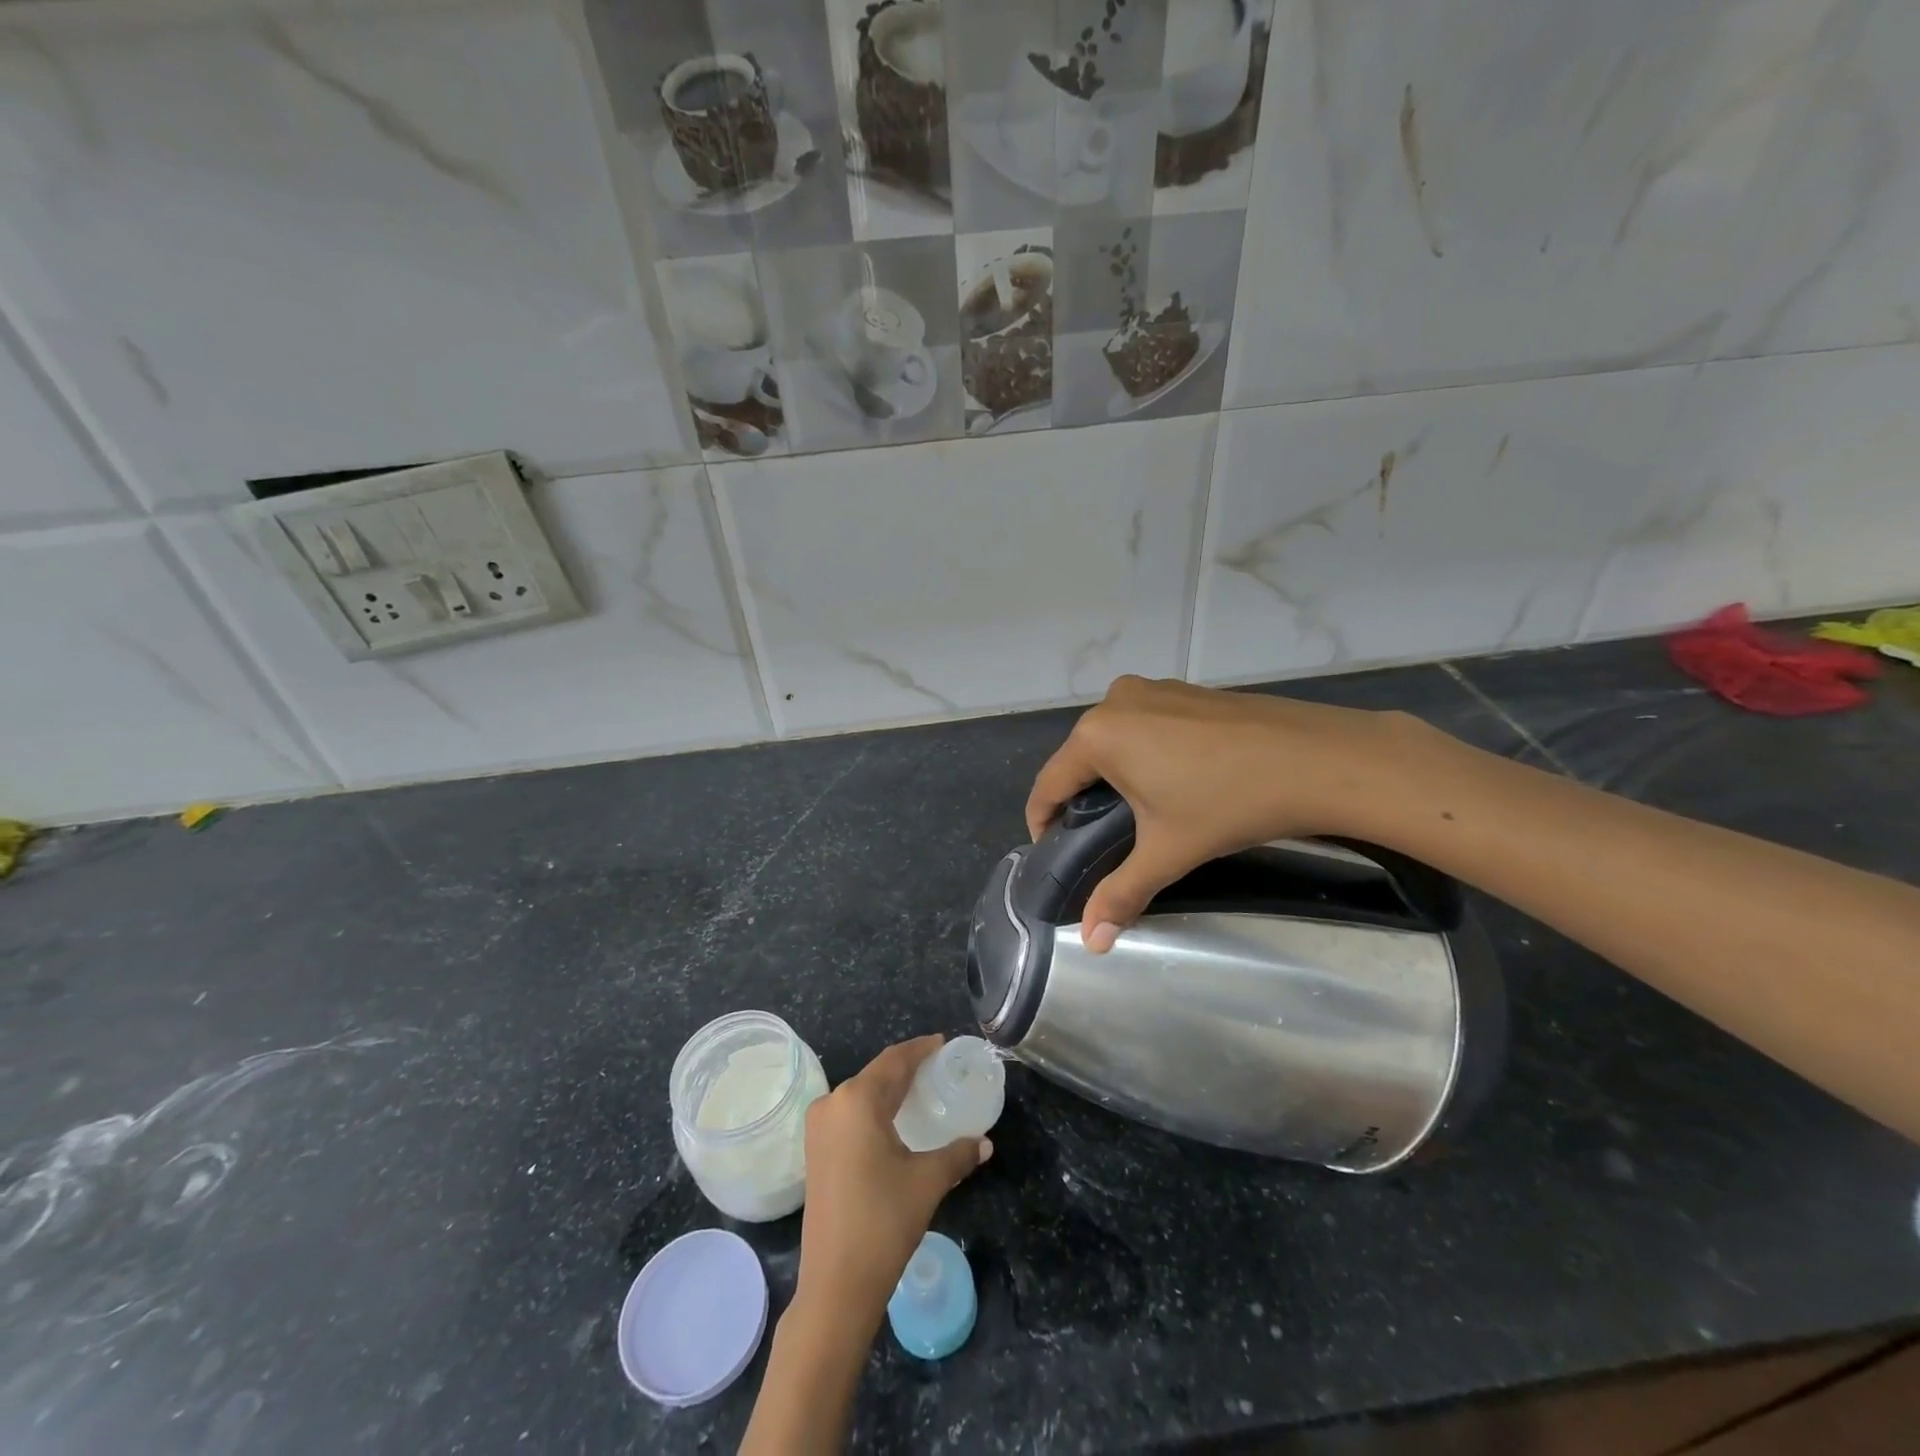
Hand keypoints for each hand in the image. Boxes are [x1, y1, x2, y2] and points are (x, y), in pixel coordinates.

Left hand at [794, 1036, 991, 1327]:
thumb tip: (985, 1143)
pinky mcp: (815, 1151)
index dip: (920, 1049)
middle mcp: (832, 1104)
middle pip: (876, 1074)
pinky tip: (895, 1120)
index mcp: (857, 1100)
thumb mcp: (928, 1181)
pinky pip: (850, 1114)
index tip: (943, 1043)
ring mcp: (818, 1129)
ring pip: (861, 1095)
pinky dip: (874, 1109)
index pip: (894, 1061)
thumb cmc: (884, 1221)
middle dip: (907, 1068)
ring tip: (921, 1089)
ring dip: (889, 1089)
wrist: (835, 1285)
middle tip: (938, 1066)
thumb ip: (958, 1154)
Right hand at [1026, 676, 1429, 949]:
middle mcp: (1116, 701)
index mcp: (1097, 735)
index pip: (1049, 784)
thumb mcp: (1168, 851)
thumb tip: (1091, 943)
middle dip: (1082, 799)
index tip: (1051, 850)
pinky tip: (1176, 780)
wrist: (1319, 758)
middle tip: (1100, 840)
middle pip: (1080, 759)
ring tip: (1139, 813)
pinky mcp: (1186, 689)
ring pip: (1114, 739)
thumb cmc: (1228, 802)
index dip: (1042, 821)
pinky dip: (1145, 753)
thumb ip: (1122, 892)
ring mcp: (1154, 689)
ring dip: (1115, 774)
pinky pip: (1145, 724)